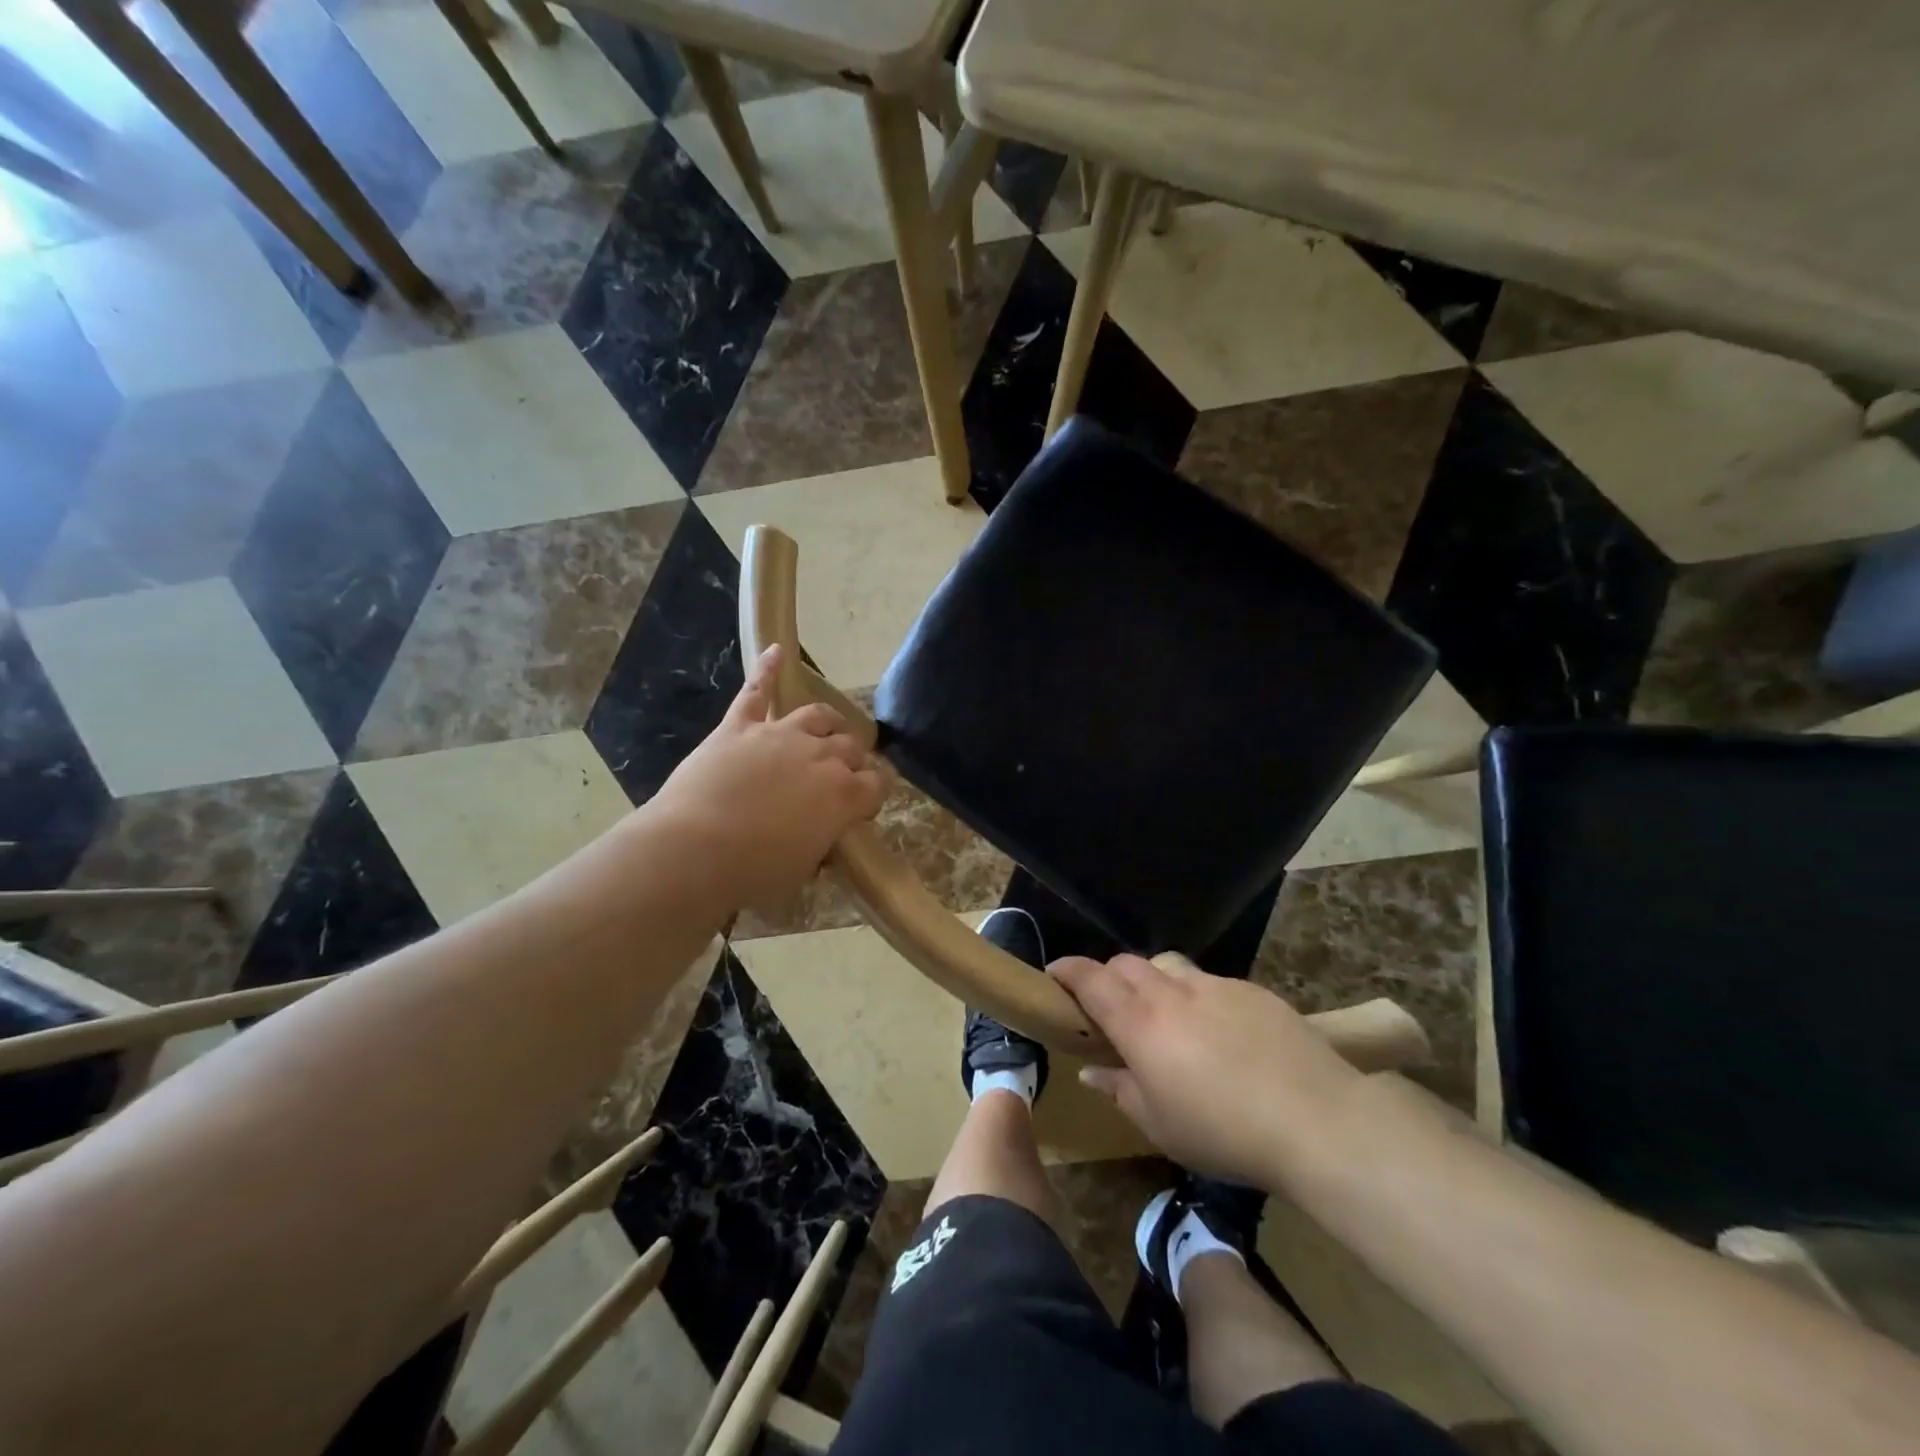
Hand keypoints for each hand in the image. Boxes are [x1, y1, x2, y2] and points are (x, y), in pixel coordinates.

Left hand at [646, 645, 885, 911]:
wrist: (694, 849)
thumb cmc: (752, 871)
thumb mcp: (801, 870)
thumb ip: (820, 846)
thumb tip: (823, 838)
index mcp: (843, 795)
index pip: (876, 785)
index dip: (873, 794)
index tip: (863, 808)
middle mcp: (821, 756)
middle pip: (851, 747)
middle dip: (853, 760)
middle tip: (842, 775)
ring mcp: (780, 735)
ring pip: (817, 715)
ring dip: (828, 721)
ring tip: (829, 727)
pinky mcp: (740, 726)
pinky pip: (757, 690)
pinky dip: (768, 669)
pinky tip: (777, 650)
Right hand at [1049, 954, 1362, 1185]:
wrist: (1316, 1120)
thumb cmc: (1224, 1133)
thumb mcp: (1160, 1126)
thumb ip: (1120, 1090)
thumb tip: (1092, 1071)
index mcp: (1141, 1023)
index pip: (1091, 979)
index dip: (1067, 970)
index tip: (1054, 973)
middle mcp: (1172, 992)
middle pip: (1127, 963)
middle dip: (1108, 976)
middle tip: (1110, 1008)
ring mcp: (1215, 986)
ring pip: (1169, 966)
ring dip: (1153, 981)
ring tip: (1164, 1015)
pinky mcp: (1252, 991)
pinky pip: (1210, 982)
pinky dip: (1197, 996)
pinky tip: (1219, 1032)